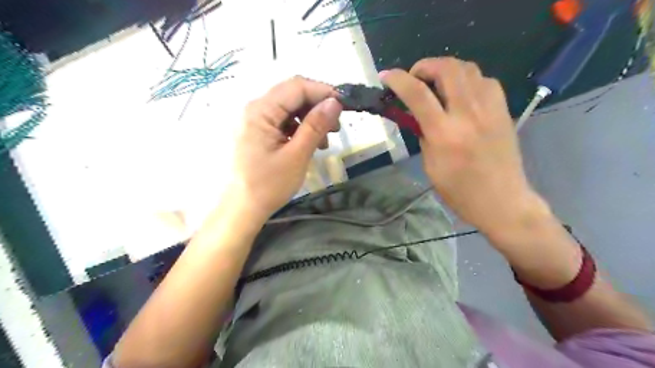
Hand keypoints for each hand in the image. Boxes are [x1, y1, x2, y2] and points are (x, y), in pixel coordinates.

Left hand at [228, 77, 342, 222]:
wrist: (242, 208)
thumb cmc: (268, 185)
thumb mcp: (297, 155)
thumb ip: (316, 125)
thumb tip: (335, 102)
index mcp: (261, 111)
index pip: (297, 86)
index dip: (323, 92)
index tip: (344, 107)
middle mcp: (255, 108)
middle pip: (292, 95)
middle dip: (318, 106)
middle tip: (336, 127)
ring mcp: (255, 120)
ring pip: (290, 108)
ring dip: (310, 119)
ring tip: (324, 141)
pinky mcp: (258, 131)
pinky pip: (283, 121)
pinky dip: (300, 129)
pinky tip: (309, 144)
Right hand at [382, 56, 545, 236]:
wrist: (501, 200)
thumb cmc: (459, 190)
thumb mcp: (430, 165)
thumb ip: (423, 134)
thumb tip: (415, 114)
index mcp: (444, 133)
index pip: (417, 94)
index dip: (398, 79)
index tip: (386, 76)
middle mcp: (468, 114)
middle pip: (447, 69)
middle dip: (424, 66)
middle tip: (415, 78)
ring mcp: (490, 109)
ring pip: (468, 68)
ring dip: (446, 69)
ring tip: (437, 83)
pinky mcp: (503, 110)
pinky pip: (485, 80)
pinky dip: (468, 79)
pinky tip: (462, 93)